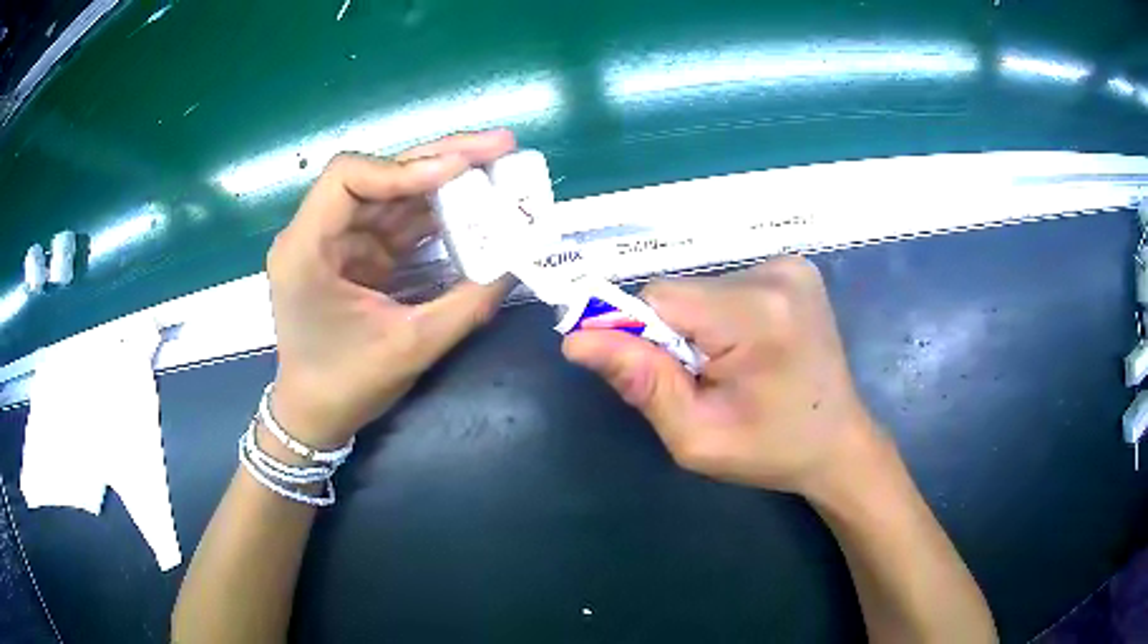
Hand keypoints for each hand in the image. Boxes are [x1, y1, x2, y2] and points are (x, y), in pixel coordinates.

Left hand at [266, 131, 516, 447]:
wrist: (315, 416)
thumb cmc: (346, 386)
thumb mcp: (410, 348)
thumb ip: (466, 303)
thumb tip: (518, 262)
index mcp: (306, 250)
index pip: (347, 177)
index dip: (404, 167)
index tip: (460, 171)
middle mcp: (316, 232)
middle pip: (378, 175)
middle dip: (439, 159)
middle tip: (499, 146)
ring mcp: (338, 241)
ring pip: (393, 193)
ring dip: (444, 182)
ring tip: (497, 169)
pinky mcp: (356, 253)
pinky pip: (398, 221)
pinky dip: (436, 213)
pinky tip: (473, 206)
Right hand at [562, 257, 882, 496]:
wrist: (838, 442)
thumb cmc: (771, 450)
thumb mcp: (697, 437)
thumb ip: (641, 384)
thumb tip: (577, 340)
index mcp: (758, 316)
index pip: (660, 299)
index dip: (640, 336)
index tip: (656, 377)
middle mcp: (776, 274)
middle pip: (681, 292)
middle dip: (672, 336)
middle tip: (700, 382)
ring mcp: (790, 266)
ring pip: (700, 289)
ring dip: (696, 327)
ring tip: (729, 369)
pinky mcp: (793, 269)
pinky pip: (726, 285)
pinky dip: (719, 317)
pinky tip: (748, 349)